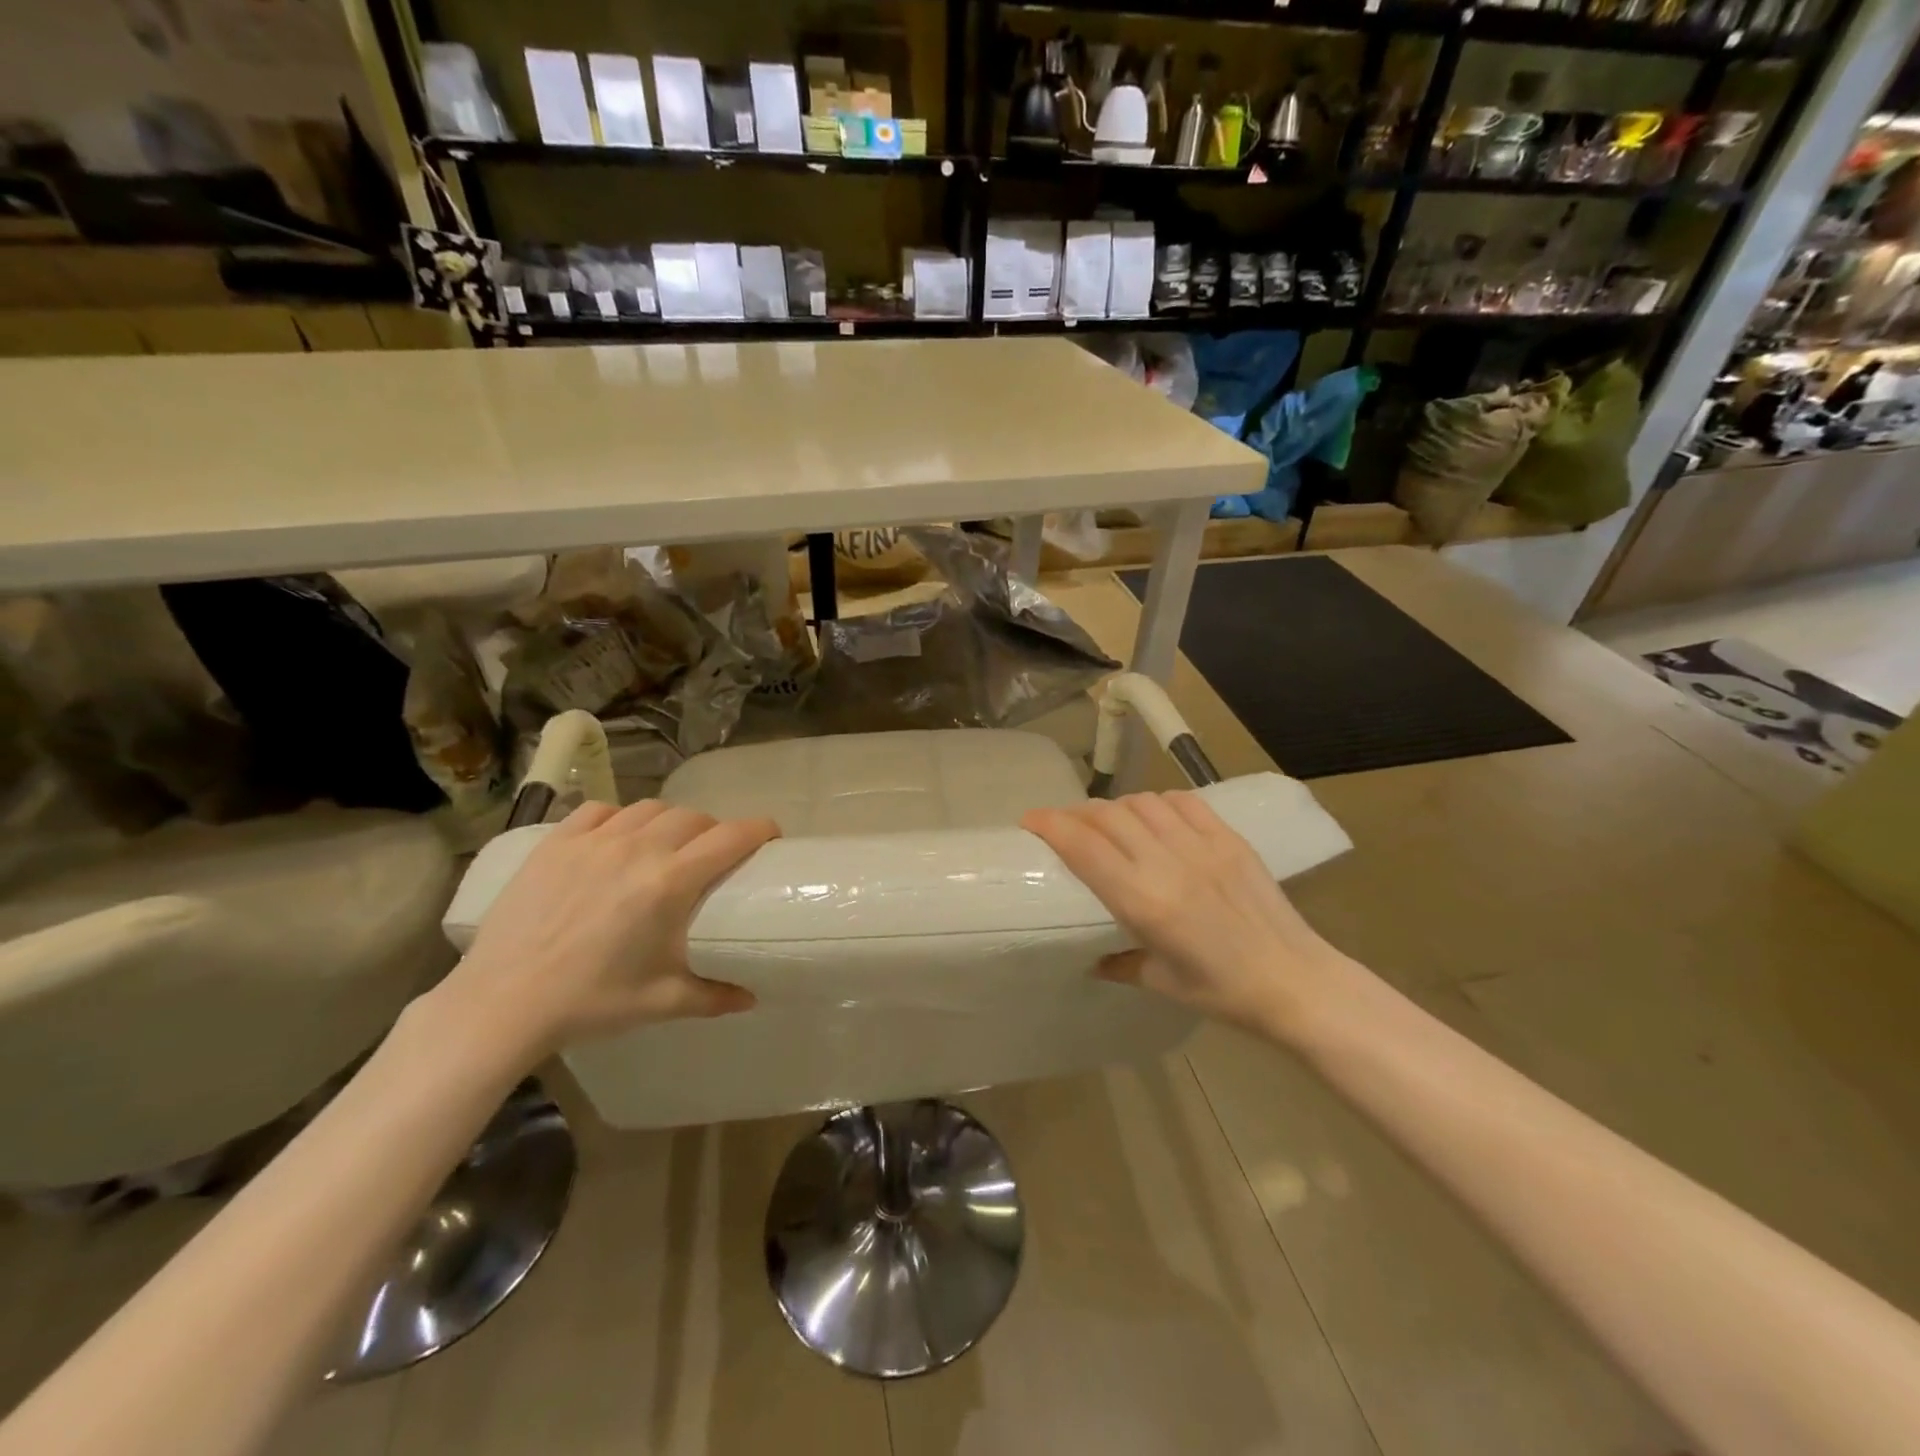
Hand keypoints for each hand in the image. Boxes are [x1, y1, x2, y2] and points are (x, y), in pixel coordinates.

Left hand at [431, 801, 779, 1061]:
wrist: (502, 1003)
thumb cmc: (590, 1002)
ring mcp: (594, 841)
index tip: (771, 835)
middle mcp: (638, 849)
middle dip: (714, 829)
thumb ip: (714, 996)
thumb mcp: (660, 1002)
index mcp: (670, 883)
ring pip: (650, 808)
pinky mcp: (556, 842)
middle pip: (694, 817)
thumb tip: (751, 999)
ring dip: (670, 821)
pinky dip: (620, 818)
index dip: (759, 829)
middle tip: (714, 854)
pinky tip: (617, 838)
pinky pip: (600, 810)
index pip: (731, 837)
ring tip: (667, 844)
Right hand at [1021, 792, 1344, 1034]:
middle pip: (1107, 816)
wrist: (1296, 981)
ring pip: (1141, 803)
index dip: (1051, 824)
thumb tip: (1092, 960)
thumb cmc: (1223, 993)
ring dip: (1116, 808)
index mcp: (1144, 902)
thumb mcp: (1162, 982)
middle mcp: (1167, 864)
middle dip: (1076, 814)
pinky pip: (1182, 802)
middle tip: (1065, 826)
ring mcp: (1201, 846)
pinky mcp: (1229, 838)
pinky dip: (1157, 803)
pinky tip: (1154, 818)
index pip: (1084, 846)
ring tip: (1110, 824)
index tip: (1030, 819)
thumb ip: (1120, 963)